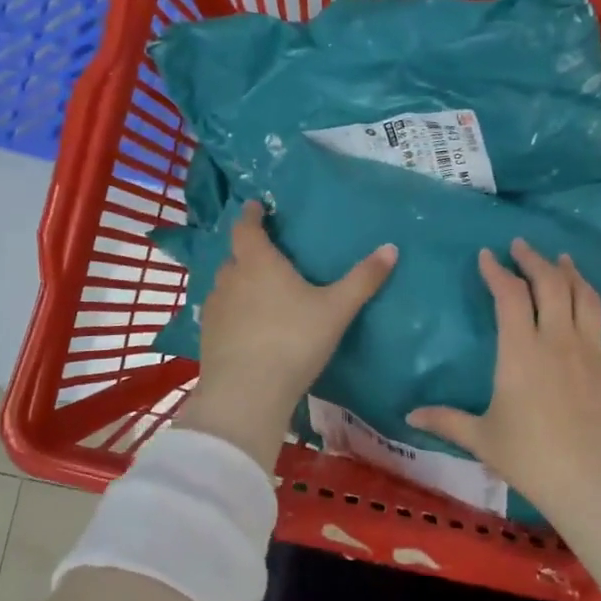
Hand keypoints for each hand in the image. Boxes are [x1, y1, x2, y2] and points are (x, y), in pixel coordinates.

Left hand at [176, 200, 396, 472]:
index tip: (256, 206)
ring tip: (259, 290)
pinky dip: (233, 311)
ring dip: (240, 282)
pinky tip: (248, 326)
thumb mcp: (336, 309)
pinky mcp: (208, 337)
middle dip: (249, 251)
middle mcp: (231, 278)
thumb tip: (392, 247)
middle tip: (268, 254)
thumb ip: (363, 279)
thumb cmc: (293, 340)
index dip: (251, 214)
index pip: (247, 227)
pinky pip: (221, 313)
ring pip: (226, 285)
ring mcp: (215, 308)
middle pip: (235, 256)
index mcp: (258, 262)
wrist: (247, 393)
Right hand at [409, 238, 600, 515]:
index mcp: (520, 349)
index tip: (488, 255)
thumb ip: (446, 420)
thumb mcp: (482, 439)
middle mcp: (558, 338)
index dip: (497, 271)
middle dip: (535, 260)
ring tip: (565, 261)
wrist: (594, 483)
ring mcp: (594, 351)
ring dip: (574, 275)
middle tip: (523, 246)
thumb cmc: (531, 458)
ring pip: (586, 298)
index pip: (508, 295)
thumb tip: (409, 415)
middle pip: (550, 284)